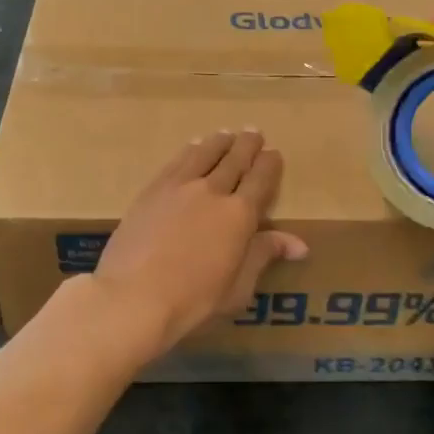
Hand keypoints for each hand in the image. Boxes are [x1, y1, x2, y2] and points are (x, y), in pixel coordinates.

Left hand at [90, 131, 307, 359]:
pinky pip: (176, 161)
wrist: (133, 296)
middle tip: (253, 132)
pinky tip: (192, 148)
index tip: (274, 153)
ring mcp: (179, 187)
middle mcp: (212, 191)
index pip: (260, 180)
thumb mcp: (238, 287)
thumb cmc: (193, 301)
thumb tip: (299, 244)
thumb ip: (264, 255)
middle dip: (246, 145)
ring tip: (225, 135)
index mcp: (239, 215)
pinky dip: (189, 151)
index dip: (269, 164)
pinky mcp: (152, 190)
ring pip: (204, 154)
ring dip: (218, 142)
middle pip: (234, 160)